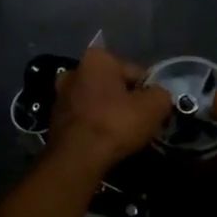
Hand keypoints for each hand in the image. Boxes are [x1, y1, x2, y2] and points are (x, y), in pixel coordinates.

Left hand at [49, 47, 173, 170]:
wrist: (77, 158)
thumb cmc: (115, 123)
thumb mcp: (154, 106)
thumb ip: (162, 94)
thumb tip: (159, 97)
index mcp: (97, 58)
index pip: (135, 72)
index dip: (149, 92)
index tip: (154, 110)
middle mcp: (74, 70)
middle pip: (113, 86)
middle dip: (126, 100)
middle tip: (140, 122)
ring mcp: (61, 96)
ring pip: (97, 102)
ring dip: (109, 114)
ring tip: (124, 135)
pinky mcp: (54, 120)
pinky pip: (85, 119)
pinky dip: (95, 127)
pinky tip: (106, 142)